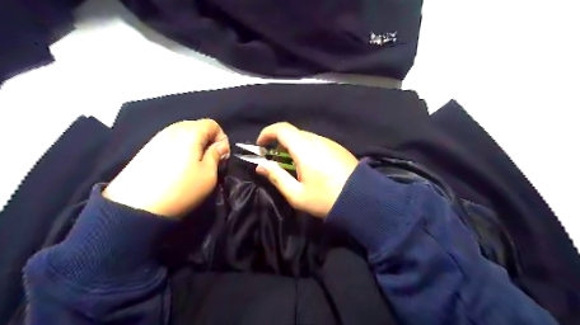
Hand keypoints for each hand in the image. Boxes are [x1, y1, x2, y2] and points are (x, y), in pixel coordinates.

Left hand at [103, 120, 230, 217]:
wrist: (136, 206)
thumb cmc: (181, 188)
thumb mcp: (208, 174)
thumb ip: (216, 155)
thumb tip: (220, 146)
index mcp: (190, 132)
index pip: (212, 124)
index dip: (222, 138)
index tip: (222, 156)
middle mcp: (172, 129)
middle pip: (197, 127)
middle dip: (208, 141)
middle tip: (209, 161)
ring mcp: (157, 138)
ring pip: (183, 134)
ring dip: (193, 146)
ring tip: (193, 165)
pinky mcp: (146, 148)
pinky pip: (170, 142)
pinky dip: (179, 150)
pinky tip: (176, 167)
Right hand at [255, 122, 358, 217]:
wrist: (363, 200)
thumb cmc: (326, 199)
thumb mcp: (297, 194)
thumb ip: (276, 177)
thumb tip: (261, 166)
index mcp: (304, 148)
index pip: (281, 129)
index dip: (267, 133)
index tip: (260, 146)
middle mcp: (317, 140)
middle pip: (293, 133)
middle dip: (279, 143)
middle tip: (274, 159)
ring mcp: (330, 143)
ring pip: (305, 138)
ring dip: (293, 147)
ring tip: (291, 165)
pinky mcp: (338, 148)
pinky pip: (317, 143)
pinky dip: (306, 149)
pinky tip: (309, 166)